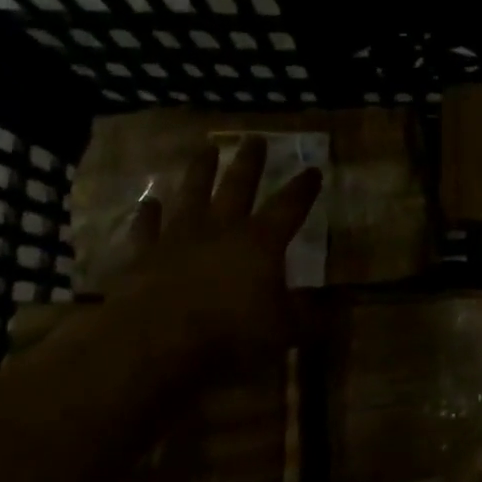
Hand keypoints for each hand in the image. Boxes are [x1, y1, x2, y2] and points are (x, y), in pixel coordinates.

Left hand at [97, 136, 321, 366]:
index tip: (313, 170)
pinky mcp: (142, 255)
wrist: (153, 342)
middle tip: (255, 139)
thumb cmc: (229, 334)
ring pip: (192, 194)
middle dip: (250, 163)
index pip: (289, 207)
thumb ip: (311, 317)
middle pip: (238, 187)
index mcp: (260, 242)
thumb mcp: (284, 331)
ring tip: (206, 149)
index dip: (303, 189)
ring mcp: (178, 238)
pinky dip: (147, 215)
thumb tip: (339, 309)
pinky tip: (149, 202)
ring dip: (200, 171)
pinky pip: (146, 228)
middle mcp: (221, 229)